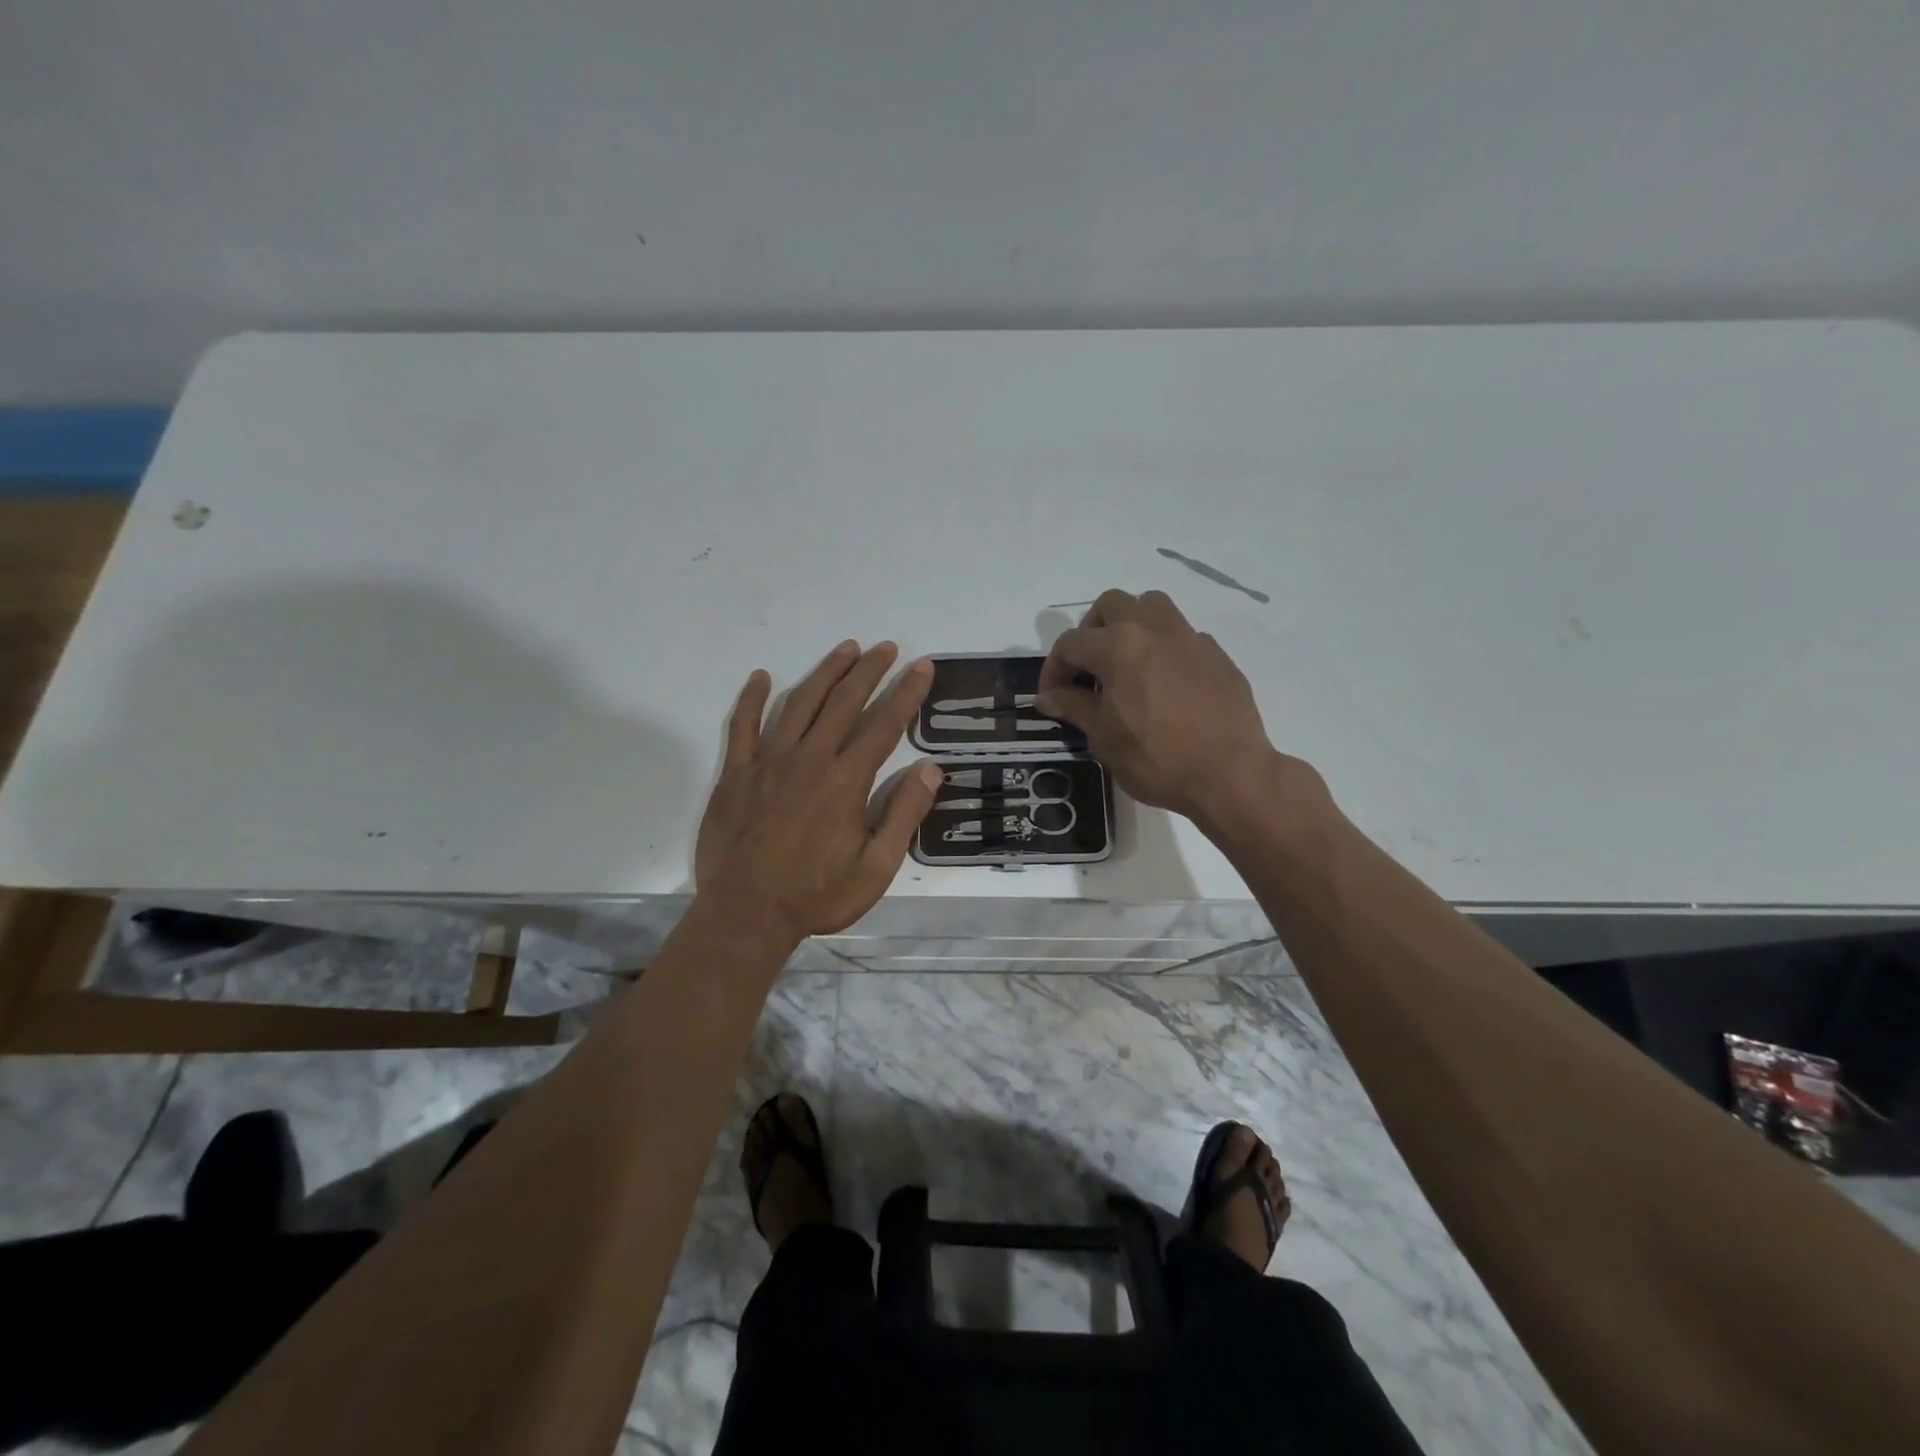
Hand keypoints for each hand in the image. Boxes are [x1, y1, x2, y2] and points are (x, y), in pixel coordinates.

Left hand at [696, 641, 943, 942]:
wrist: (746, 915)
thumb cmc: (816, 895)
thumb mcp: (876, 868)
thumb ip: (903, 815)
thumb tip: (930, 769)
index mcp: (845, 781)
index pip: (883, 724)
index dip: (906, 693)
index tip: (921, 667)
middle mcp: (809, 759)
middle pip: (843, 702)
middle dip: (869, 670)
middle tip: (887, 647)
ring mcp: (768, 762)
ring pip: (799, 703)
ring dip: (825, 673)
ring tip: (845, 649)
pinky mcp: (736, 774)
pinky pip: (743, 726)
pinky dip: (751, 699)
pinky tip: (761, 677)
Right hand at [1038, 590, 1283, 826]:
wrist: (1230, 775)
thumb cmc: (1156, 760)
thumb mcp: (1104, 738)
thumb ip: (1074, 707)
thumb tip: (1047, 697)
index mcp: (1119, 647)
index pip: (1071, 643)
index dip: (1053, 668)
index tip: (1052, 696)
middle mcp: (1154, 630)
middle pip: (1111, 604)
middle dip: (1091, 630)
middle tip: (1088, 667)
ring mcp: (1190, 639)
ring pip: (1153, 606)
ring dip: (1131, 624)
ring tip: (1126, 662)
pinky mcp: (1217, 656)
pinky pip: (1183, 636)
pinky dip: (1165, 649)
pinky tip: (1165, 684)